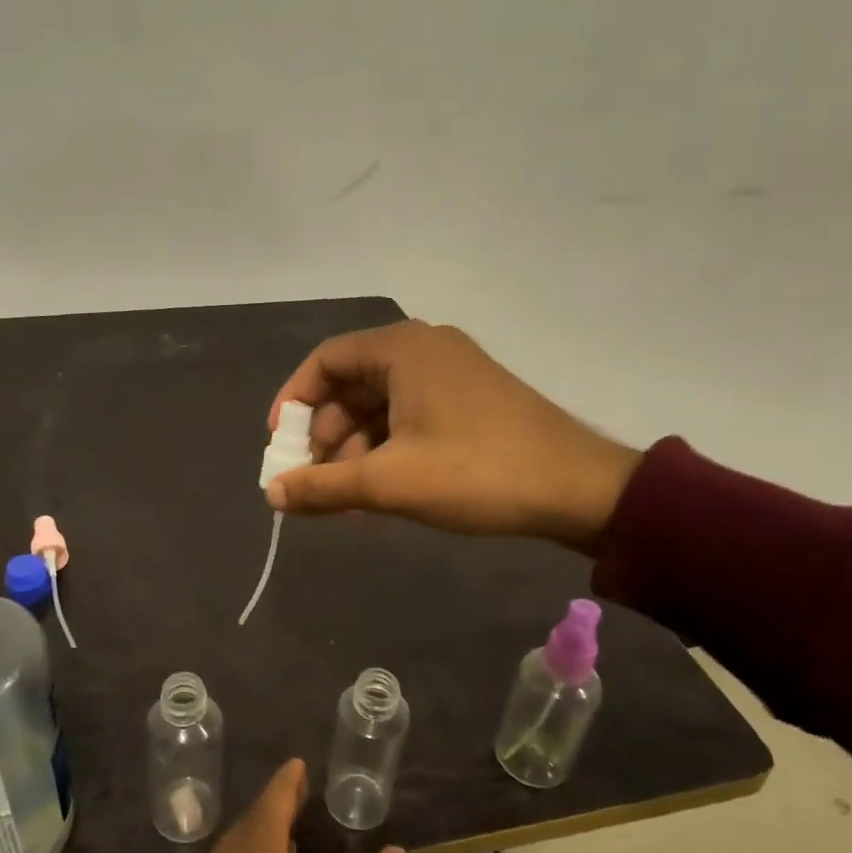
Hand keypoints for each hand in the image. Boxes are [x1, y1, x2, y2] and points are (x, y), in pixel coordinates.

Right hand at [266, 320, 641, 550]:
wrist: (579, 489)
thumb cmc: (477, 473)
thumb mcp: (390, 482)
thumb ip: (324, 486)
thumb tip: (272, 494)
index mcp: (402, 349)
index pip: (325, 361)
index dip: (294, 402)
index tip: (281, 447)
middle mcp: (424, 350)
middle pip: (351, 385)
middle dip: (326, 436)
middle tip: (315, 483)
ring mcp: (450, 374)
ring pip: (380, 406)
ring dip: (355, 450)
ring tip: (348, 502)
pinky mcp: (468, 400)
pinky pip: (408, 417)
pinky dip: (387, 450)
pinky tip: (380, 492)